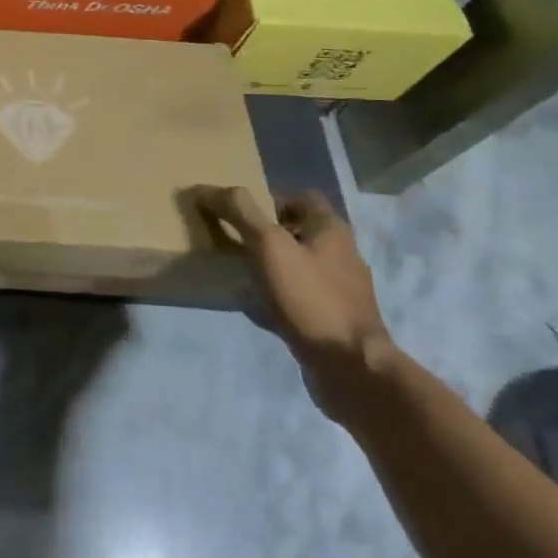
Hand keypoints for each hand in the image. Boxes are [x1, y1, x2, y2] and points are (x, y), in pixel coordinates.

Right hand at [199, 188, 394, 422]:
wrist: (350, 368)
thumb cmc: (310, 297)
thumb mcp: (269, 245)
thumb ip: (239, 212)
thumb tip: (206, 188)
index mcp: (331, 229)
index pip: (300, 197)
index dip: (268, 199)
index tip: (239, 213)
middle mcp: (341, 254)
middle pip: (297, 231)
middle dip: (265, 235)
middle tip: (232, 241)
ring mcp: (340, 289)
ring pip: (296, 265)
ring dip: (269, 266)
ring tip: (238, 274)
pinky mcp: (334, 319)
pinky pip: (299, 297)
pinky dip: (276, 297)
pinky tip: (255, 308)